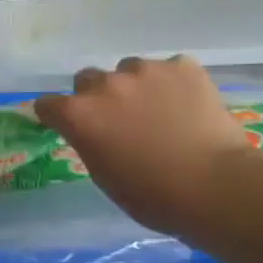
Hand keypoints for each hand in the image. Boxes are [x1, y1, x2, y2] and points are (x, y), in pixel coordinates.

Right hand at [35, 56, 260, 236]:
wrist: (214, 186)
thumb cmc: (151, 195)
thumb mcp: (103, 175)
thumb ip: (90, 142)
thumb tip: (95, 132)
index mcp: (80, 115)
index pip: (48, 104)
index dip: (56, 116)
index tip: (66, 126)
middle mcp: (106, 84)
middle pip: (87, 79)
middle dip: (95, 97)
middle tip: (117, 121)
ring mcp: (146, 70)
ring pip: (129, 70)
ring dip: (134, 87)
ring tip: (157, 111)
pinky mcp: (183, 67)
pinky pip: (168, 69)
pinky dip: (171, 84)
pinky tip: (185, 106)